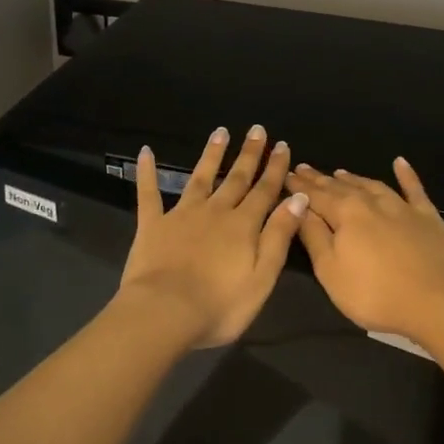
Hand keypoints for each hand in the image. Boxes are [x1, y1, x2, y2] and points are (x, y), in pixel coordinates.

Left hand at [117, 126, 308, 350]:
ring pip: (200, 178)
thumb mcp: (262, 276)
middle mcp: (215, 212)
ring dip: (211, 155)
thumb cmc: (219, 305)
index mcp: (243, 226)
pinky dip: (147, 172)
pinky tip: (145, 152)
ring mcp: (181, 215)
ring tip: (220, 132)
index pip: (265, 191)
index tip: (282, 145)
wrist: (165, 313)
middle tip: (257, 130)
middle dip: (249, 154)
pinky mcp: (152, 225)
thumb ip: (279, 235)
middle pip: (236, 178)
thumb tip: (298, 198)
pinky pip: (149, 194)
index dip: (275, 169)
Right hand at [290, 158, 443, 343]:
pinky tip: (400, 162)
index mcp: (345, 214)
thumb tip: (299, 207)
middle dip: (321, 179)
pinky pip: (413, 189)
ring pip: (372, 185)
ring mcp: (402, 207)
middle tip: (305, 168)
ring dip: (354, 178)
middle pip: (341, 188)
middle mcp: (372, 202)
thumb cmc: (374, 293)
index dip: (299, 186)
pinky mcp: (427, 216)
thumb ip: (314, 236)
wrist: (436, 302)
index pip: (316, 196)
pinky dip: (406, 175)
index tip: (287, 175)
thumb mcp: (331, 271)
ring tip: (340, 172)